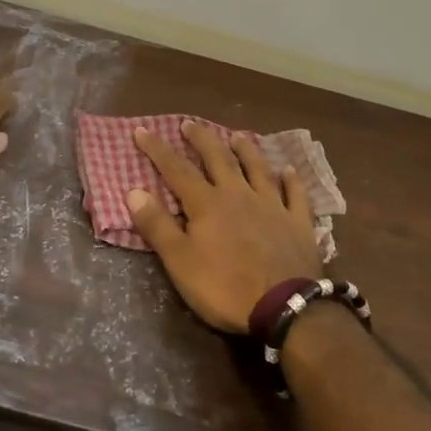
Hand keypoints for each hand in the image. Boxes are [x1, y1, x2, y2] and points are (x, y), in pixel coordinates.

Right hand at [126, 121, 323, 333]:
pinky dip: (291, 180)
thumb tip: (133, 190)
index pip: (177, 169)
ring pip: (257, 168)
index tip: (142, 130)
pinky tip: (289, 170)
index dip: (158, 149)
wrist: (285, 306)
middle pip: (218, 159)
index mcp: (207, 203)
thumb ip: (157, 226)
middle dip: (201, 139)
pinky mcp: (297, 222)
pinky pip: (294, 194)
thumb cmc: (225, 287)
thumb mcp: (180, 262)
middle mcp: (238, 194)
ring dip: (246, 150)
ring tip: (237, 135)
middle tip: (189, 123)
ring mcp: (272, 205)